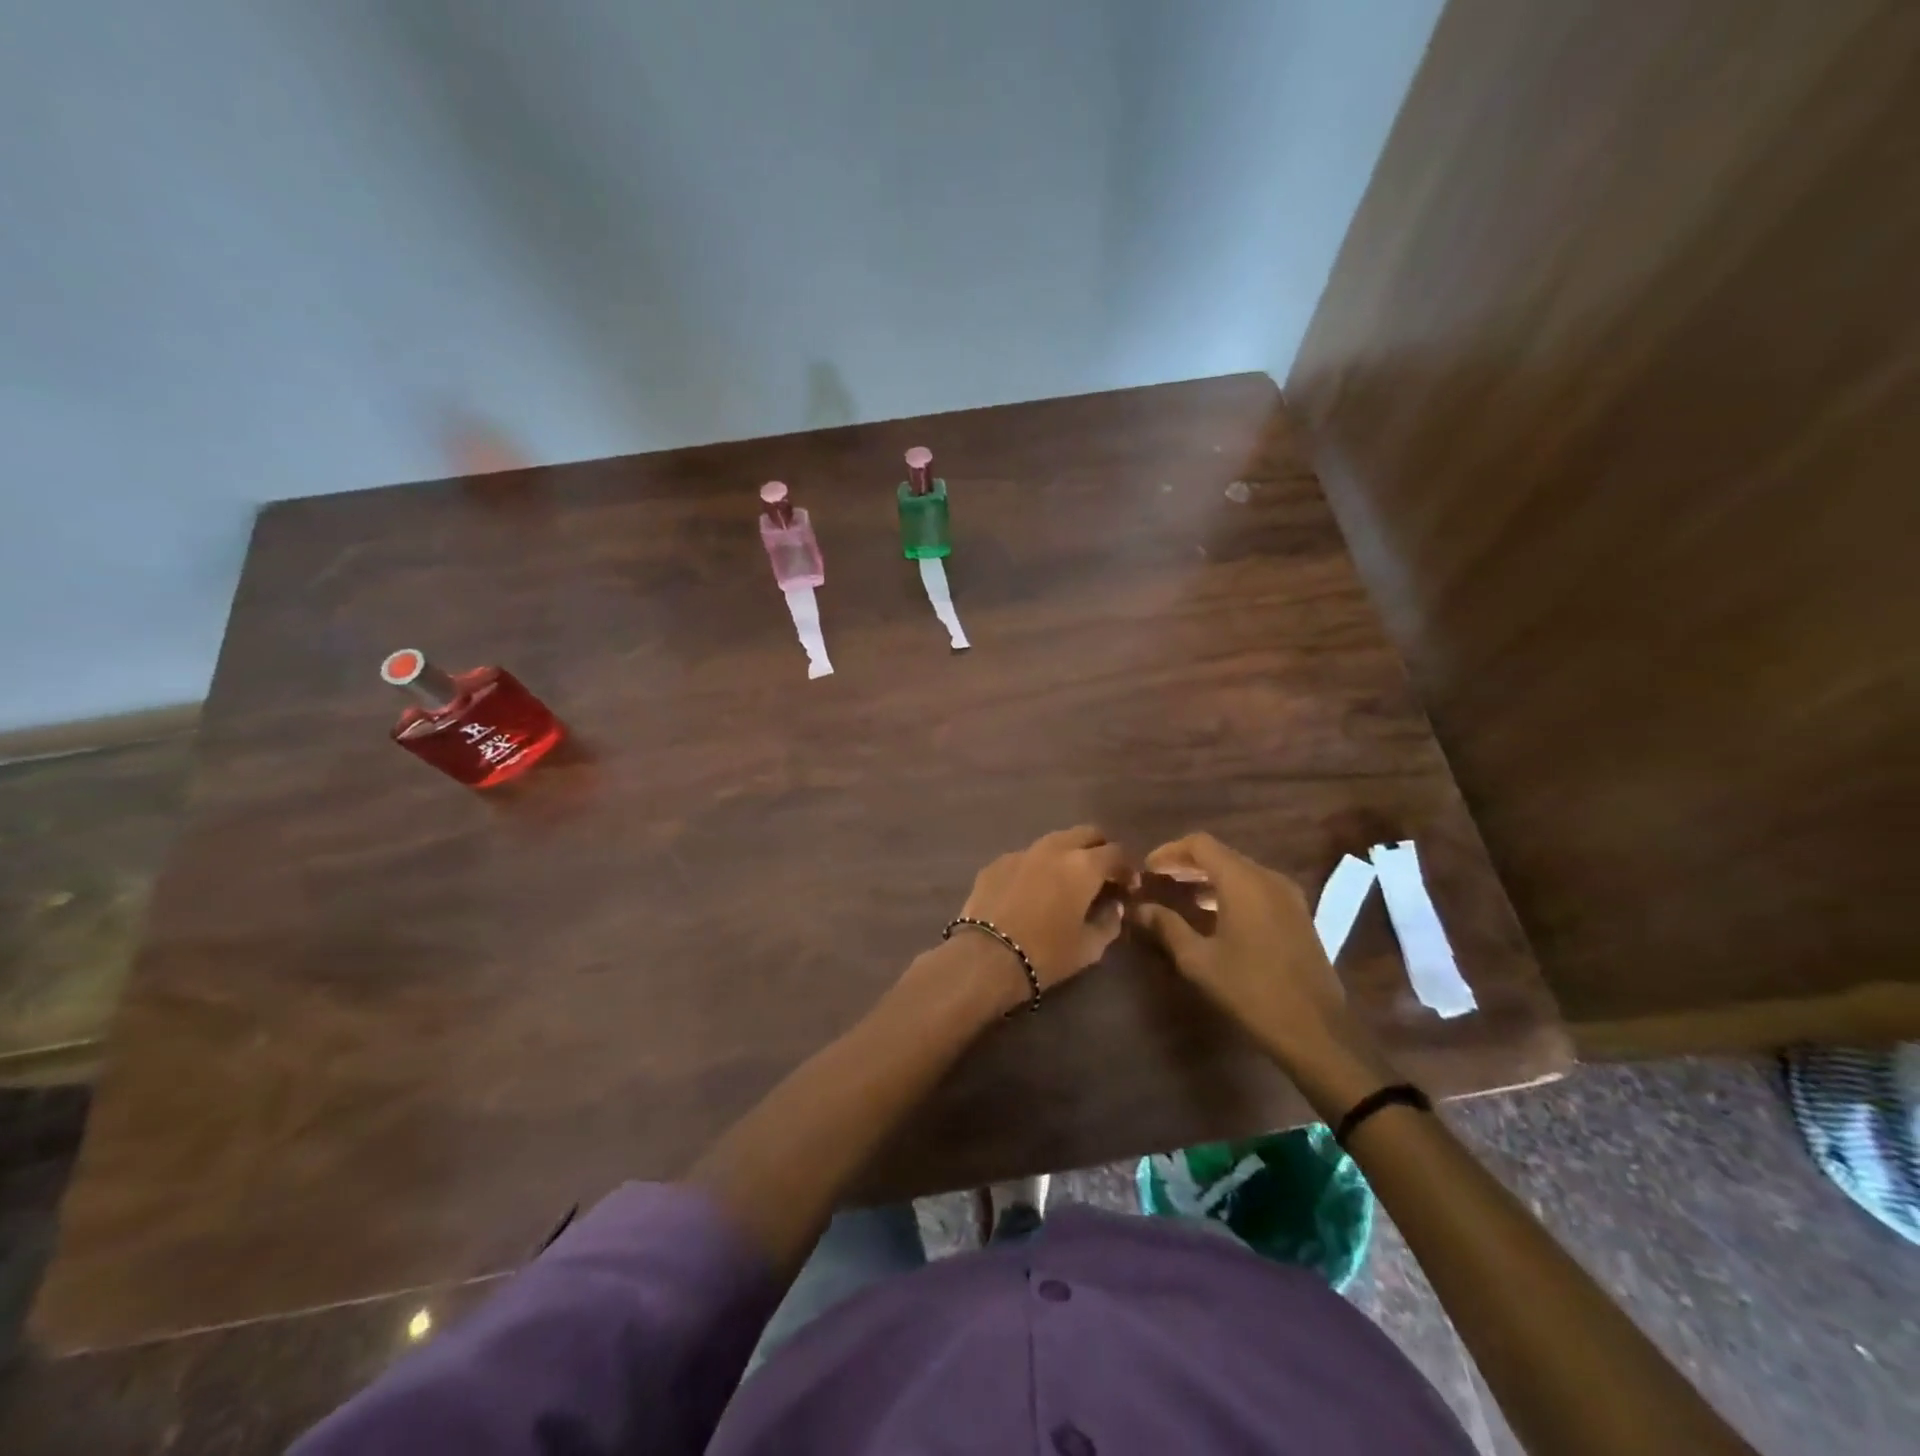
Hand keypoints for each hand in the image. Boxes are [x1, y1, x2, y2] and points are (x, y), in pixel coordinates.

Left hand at [956, 825, 1130, 994]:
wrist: (986, 956)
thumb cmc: (1046, 954)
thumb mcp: (1089, 947)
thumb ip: (1109, 922)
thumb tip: (1114, 906)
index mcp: (1083, 865)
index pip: (1116, 852)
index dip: (1127, 868)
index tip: (1129, 887)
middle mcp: (1054, 848)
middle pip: (1086, 833)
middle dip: (1099, 849)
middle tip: (1102, 875)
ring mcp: (1022, 852)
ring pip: (1054, 841)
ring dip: (1067, 855)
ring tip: (1067, 881)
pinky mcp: (996, 862)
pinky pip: (1026, 857)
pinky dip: (1037, 867)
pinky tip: (1032, 891)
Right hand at [1130, 832, 1376, 1079]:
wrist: (1315, 1030)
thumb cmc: (1250, 990)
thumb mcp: (1198, 960)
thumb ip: (1167, 926)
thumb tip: (1139, 908)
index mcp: (1243, 881)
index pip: (1200, 844)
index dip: (1169, 851)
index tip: (1147, 869)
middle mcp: (1268, 878)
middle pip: (1220, 854)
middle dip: (1186, 864)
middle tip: (1158, 880)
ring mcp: (1288, 895)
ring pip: (1240, 871)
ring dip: (1208, 878)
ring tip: (1180, 897)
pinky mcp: (1297, 914)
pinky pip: (1256, 888)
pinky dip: (1230, 891)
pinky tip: (1213, 915)